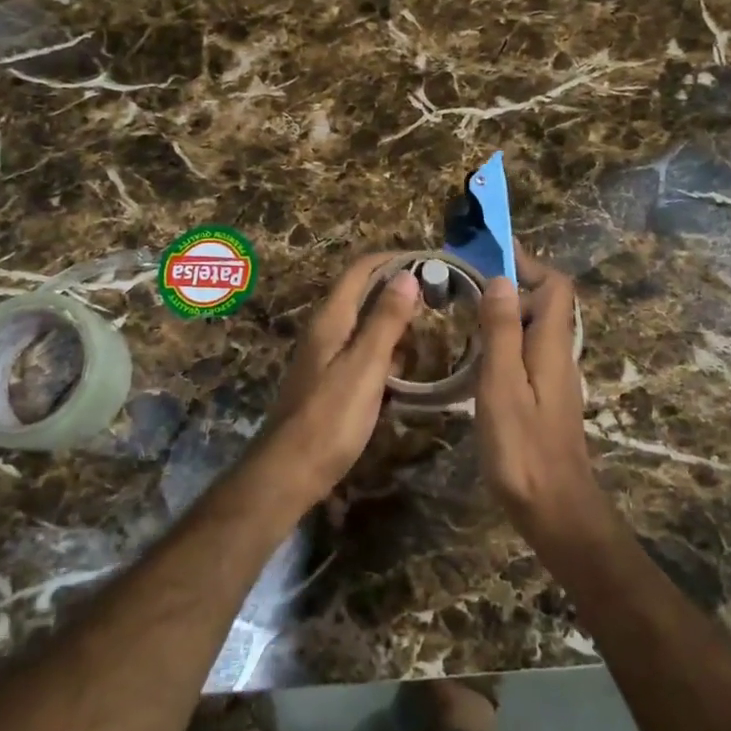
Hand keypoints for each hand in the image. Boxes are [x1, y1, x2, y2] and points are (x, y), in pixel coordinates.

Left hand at [257, 253, 418, 500]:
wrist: (290, 471)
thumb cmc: (330, 417)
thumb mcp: (365, 365)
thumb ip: (386, 320)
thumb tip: (408, 274)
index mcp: (331, 319)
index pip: (361, 270)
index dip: (394, 259)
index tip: (431, 261)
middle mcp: (325, 330)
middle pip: (363, 294)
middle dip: (399, 288)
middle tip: (440, 295)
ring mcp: (325, 356)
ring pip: (365, 325)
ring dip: (395, 321)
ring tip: (432, 328)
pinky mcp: (330, 381)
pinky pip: (363, 353)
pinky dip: (387, 351)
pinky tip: (407, 368)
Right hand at [474, 246, 600, 534]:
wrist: (554, 509)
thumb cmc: (523, 448)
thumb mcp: (503, 385)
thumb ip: (503, 332)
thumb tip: (502, 279)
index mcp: (552, 345)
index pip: (555, 285)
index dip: (528, 261)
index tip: (491, 249)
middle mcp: (558, 354)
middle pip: (546, 301)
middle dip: (512, 280)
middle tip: (467, 277)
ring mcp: (553, 377)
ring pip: (535, 326)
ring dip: (507, 308)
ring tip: (466, 305)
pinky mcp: (544, 396)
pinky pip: (527, 349)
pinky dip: (506, 335)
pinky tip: (478, 350)